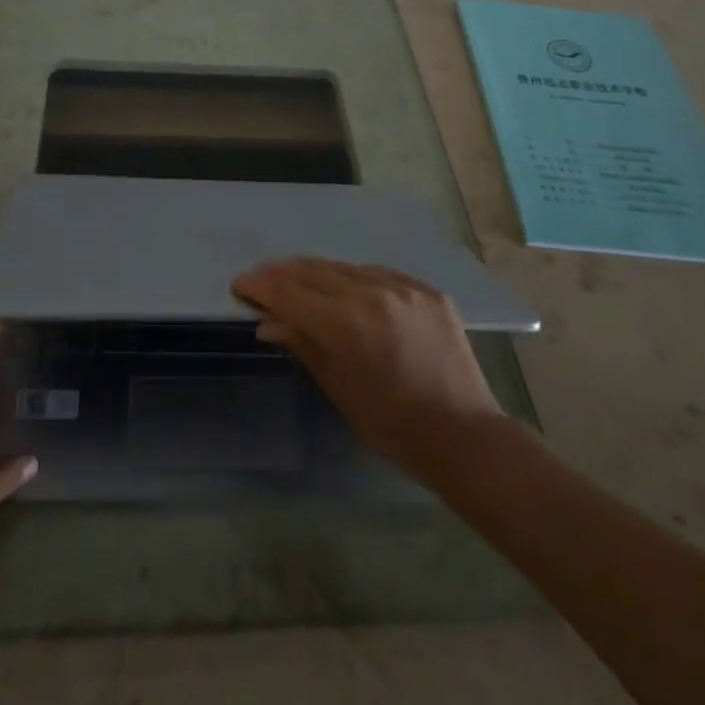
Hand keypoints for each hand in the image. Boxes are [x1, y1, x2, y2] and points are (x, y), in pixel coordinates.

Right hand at [232, 258, 503, 482]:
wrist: (465, 436)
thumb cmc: (393, 426)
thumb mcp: (339, 388)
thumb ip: (303, 344)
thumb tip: (267, 321)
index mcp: (347, 324)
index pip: (290, 294)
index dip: (260, 287)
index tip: (239, 283)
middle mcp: (373, 293)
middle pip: (313, 272)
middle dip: (281, 273)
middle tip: (258, 277)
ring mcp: (403, 287)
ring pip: (345, 267)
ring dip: (315, 272)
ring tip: (294, 277)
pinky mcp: (426, 289)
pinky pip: (378, 274)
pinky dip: (354, 278)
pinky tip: (343, 286)